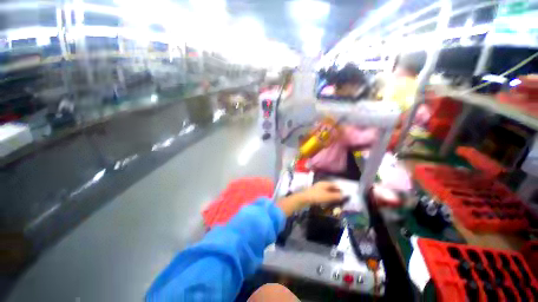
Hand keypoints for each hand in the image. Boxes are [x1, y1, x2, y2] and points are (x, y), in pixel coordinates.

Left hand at [277, 181, 342, 215]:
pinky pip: (323, 194)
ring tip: (335, 201)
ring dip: (331, 195)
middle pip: (330, 187)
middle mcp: (321, 184)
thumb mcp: (328, 196)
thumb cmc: (317, 196)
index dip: (340, 189)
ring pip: (326, 191)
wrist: (304, 199)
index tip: (344, 194)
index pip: (334, 184)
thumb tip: (344, 196)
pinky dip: (326, 197)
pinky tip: (327, 201)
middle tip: (341, 198)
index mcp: (324, 183)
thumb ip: (336, 196)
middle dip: (336, 192)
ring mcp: (317, 188)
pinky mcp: (314, 193)